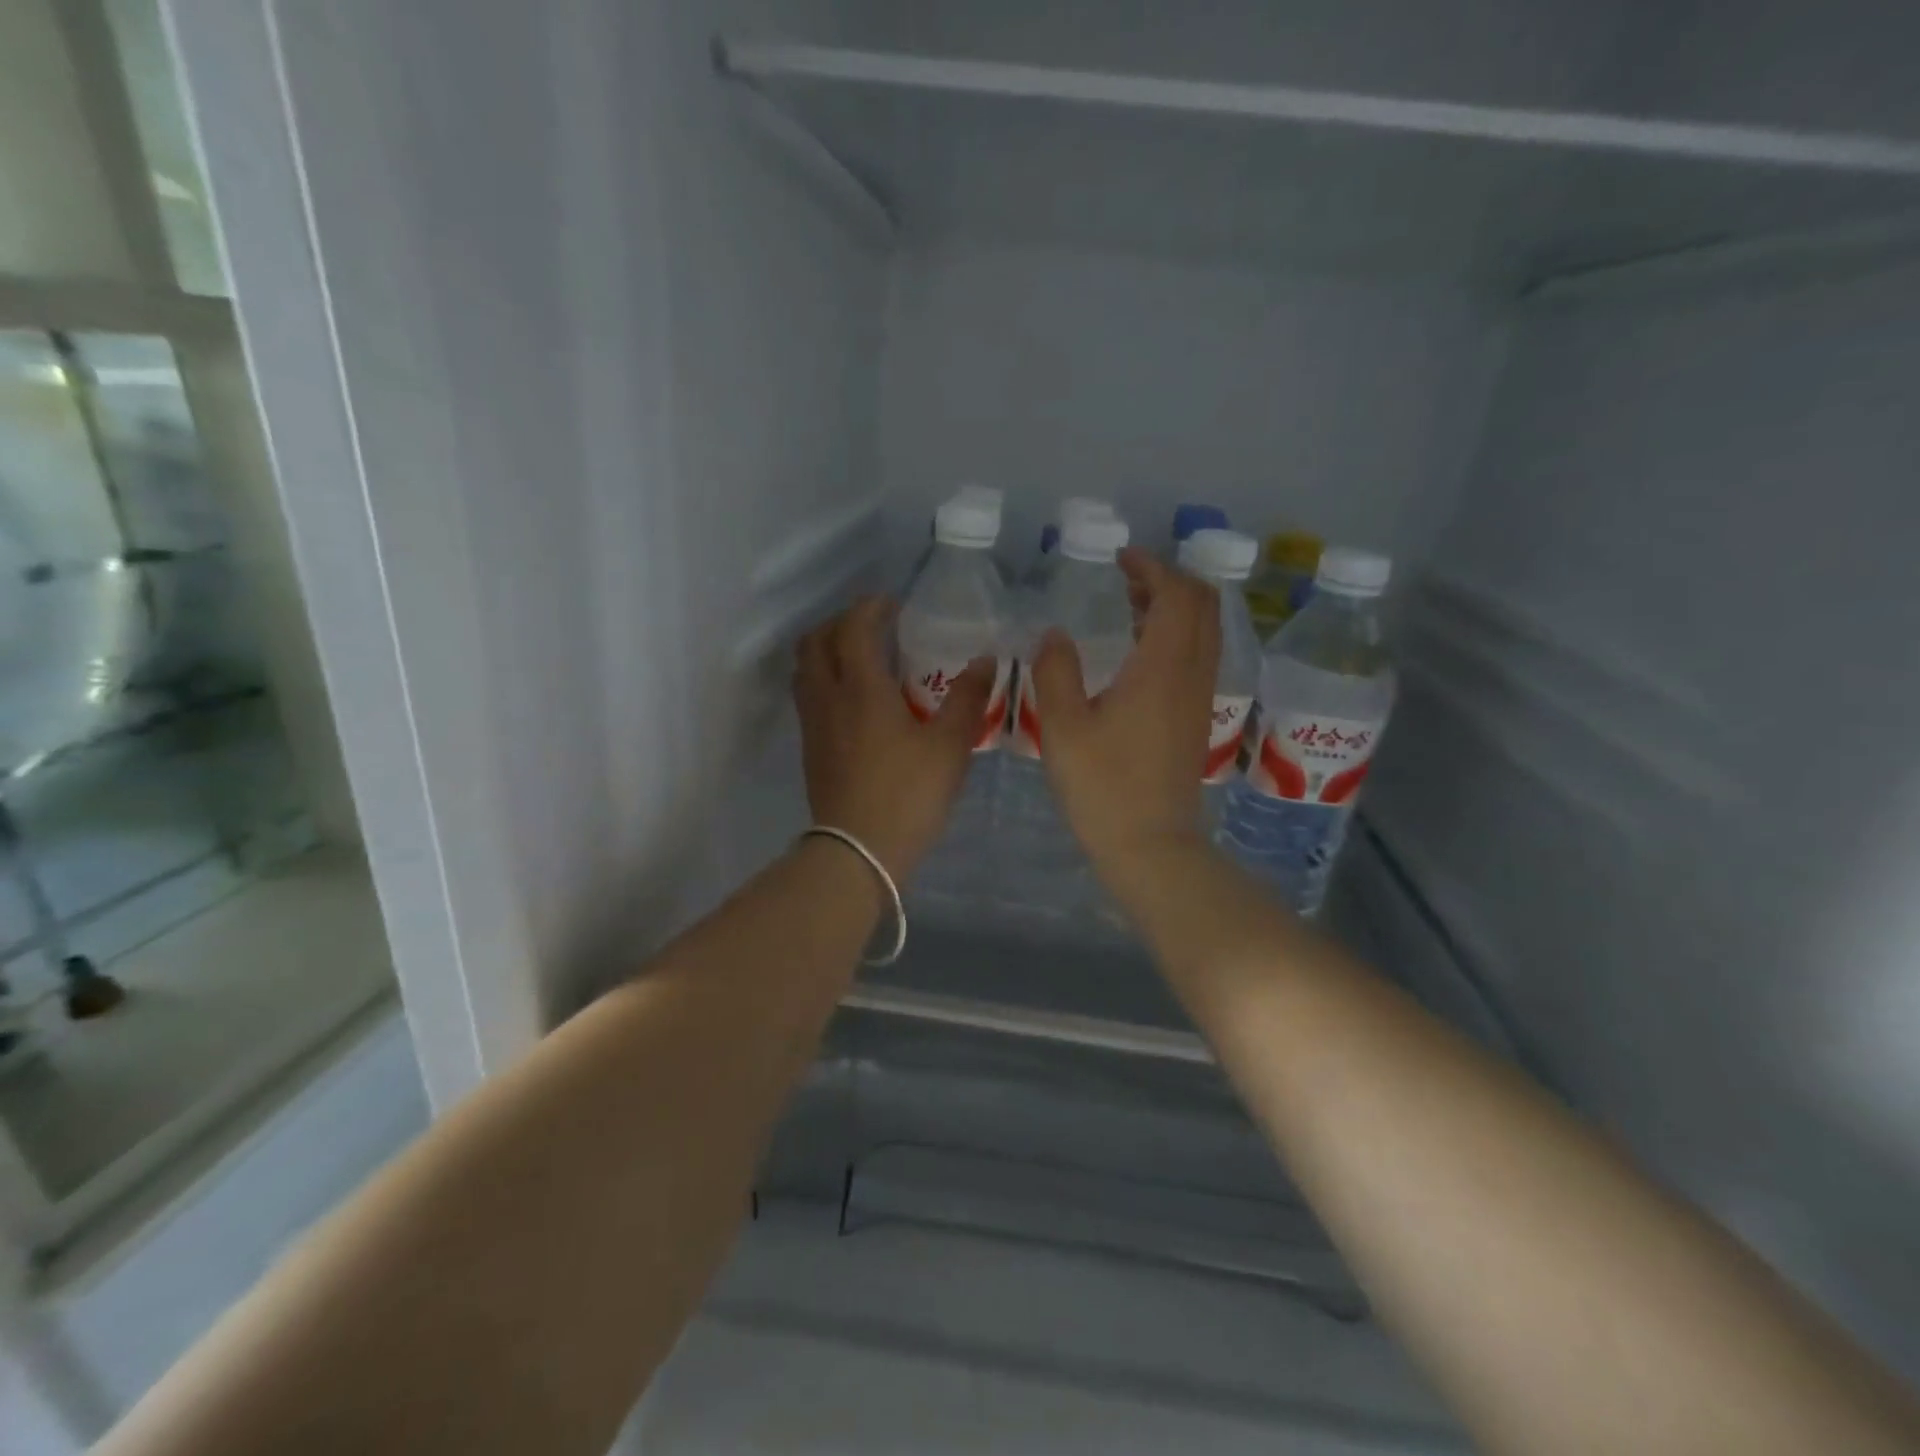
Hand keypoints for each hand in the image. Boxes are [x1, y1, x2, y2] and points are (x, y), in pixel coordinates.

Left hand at [794, 596, 995, 880]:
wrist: (858, 852)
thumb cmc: (908, 794)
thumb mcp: (950, 747)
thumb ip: (968, 699)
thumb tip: (984, 661)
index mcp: (861, 688)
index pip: (854, 627)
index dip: (871, 608)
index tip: (894, 606)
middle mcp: (828, 697)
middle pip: (816, 641)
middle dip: (842, 623)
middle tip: (874, 627)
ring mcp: (813, 724)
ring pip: (806, 669)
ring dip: (827, 650)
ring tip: (861, 658)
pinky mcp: (810, 748)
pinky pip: (809, 696)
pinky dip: (825, 679)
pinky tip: (855, 700)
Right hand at [1028, 549, 1220, 869]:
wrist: (1152, 846)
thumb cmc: (1103, 787)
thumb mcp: (1062, 727)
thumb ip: (1055, 672)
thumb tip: (1055, 634)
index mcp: (1163, 666)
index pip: (1176, 593)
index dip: (1152, 567)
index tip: (1120, 560)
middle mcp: (1193, 673)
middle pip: (1203, 604)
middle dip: (1169, 580)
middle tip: (1126, 580)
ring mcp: (1201, 698)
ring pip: (1205, 630)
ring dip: (1175, 608)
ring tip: (1131, 609)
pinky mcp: (1198, 719)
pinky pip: (1200, 656)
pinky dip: (1178, 636)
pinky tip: (1141, 655)